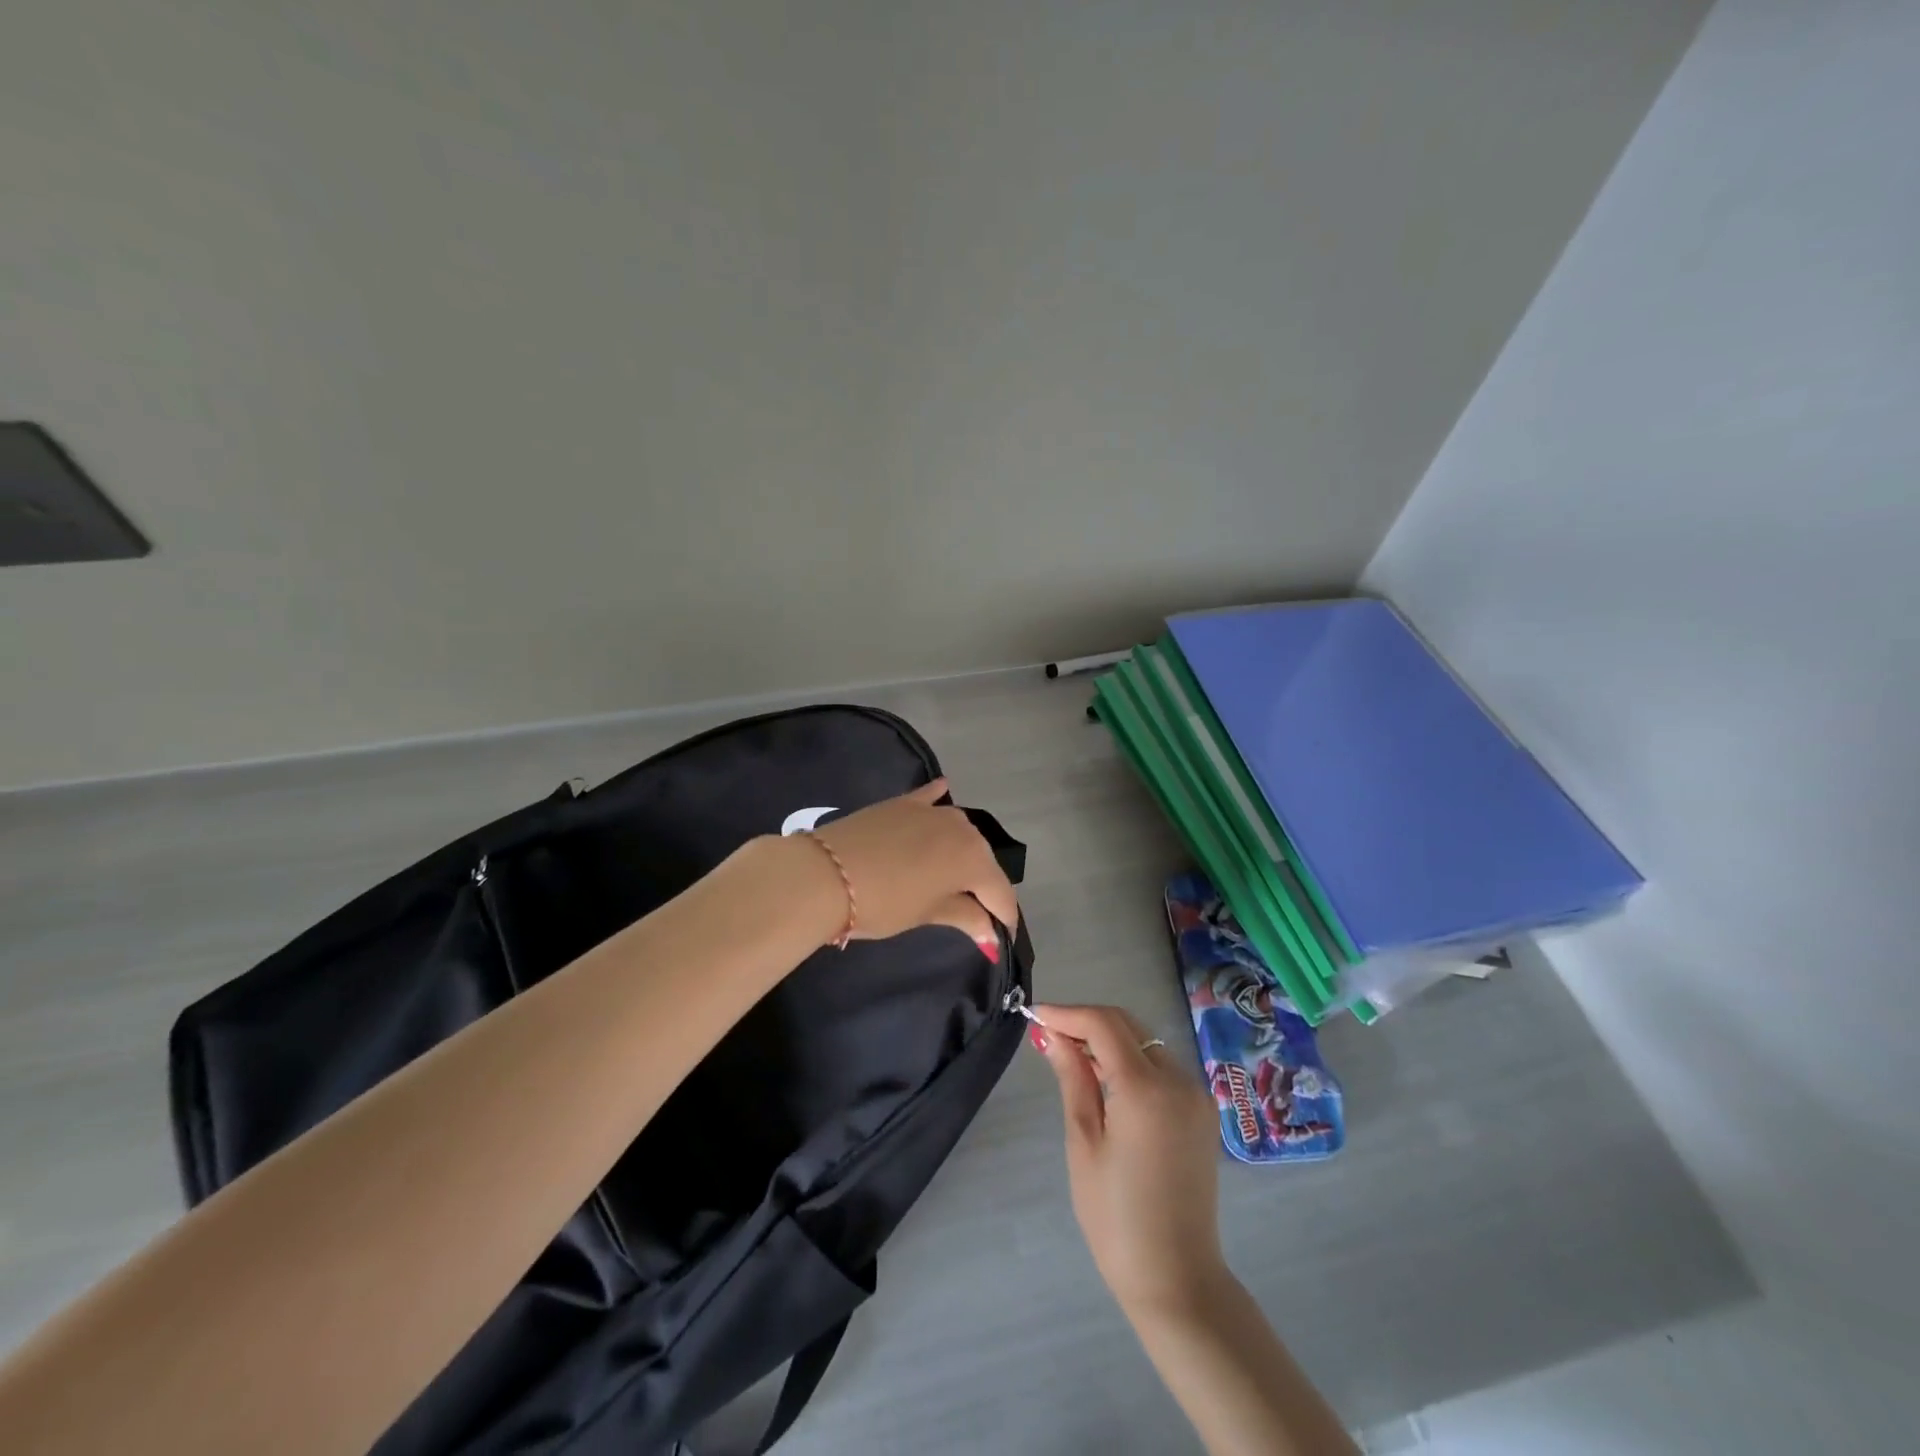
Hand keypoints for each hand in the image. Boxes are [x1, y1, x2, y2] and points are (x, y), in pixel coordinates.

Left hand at [808, 778, 1019, 944]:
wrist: (825, 874)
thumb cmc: (882, 903)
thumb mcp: (927, 914)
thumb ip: (965, 917)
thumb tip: (991, 933)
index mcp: (974, 859)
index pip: (1000, 893)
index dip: (1003, 919)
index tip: (999, 940)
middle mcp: (962, 828)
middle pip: (983, 861)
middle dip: (984, 887)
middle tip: (975, 914)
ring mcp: (932, 810)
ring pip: (960, 832)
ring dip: (963, 851)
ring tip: (954, 875)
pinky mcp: (903, 802)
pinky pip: (930, 799)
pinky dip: (938, 800)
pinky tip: (943, 792)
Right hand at [1030, 1003, 1228, 1317]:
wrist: (1177, 1279)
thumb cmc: (1116, 1217)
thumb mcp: (1084, 1143)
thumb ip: (1073, 1079)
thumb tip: (1054, 1036)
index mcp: (1146, 1088)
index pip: (1104, 1024)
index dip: (1067, 1013)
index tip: (1035, 1015)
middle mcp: (1179, 1080)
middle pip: (1128, 1026)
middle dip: (1087, 1022)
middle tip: (1049, 1033)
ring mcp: (1196, 1095)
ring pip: (1146, 1044)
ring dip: (1109, 1039)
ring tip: (1070, 1054)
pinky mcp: (1201, 1112)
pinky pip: (1162, 1068)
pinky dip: (1131, 1061)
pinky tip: (1105, 1078)